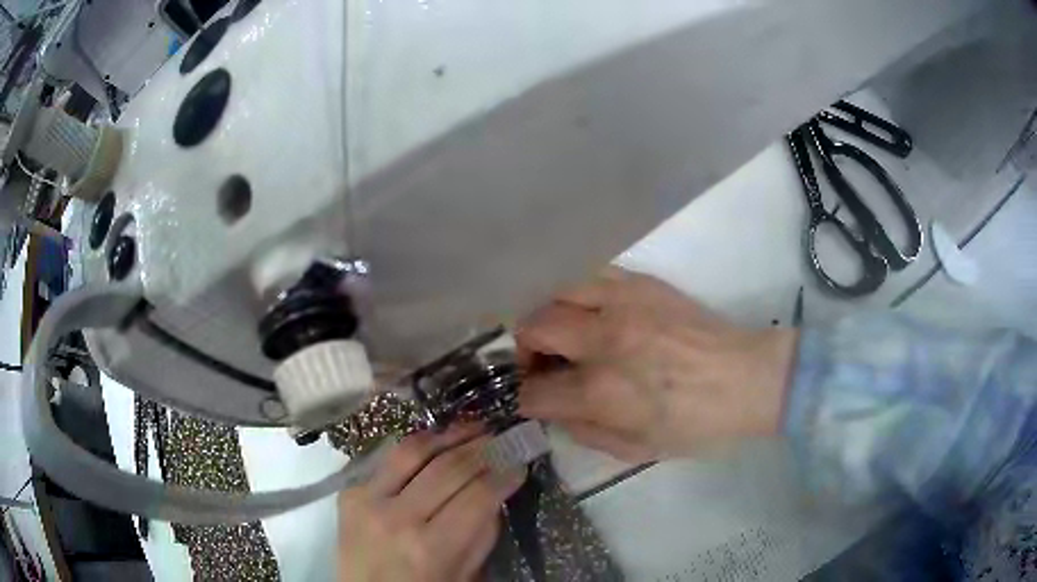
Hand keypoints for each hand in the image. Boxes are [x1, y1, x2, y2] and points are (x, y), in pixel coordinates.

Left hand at [338, 424, 525, 581]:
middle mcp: (397, 517)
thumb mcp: (465, 574)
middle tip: (502, 438)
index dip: (504, 475)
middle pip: (449, 468)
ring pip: (412, 450)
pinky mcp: (349, 491)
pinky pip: (387, 458)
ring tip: (472, 427)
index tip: (520, 463)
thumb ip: (481, 534)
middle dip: (483, 448)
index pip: (478, 496)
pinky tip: (435, 443)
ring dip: (447, 434)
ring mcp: (367, 500)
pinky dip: (416, 448)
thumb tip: (496, 490)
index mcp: (431, 548)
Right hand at [516, 269, 797, 462]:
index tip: (534, 399)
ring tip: (559, 333)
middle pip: (532, 328)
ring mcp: (623, 303)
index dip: (526, 398)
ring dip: (546, 314)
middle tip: (541, 363)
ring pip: (555, 291)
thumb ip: (584, 433)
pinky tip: (587, 309)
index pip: (534, 390)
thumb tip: (555, 410)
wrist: (746, 379)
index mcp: (602, 392)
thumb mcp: (636, 450)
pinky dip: (576, 291)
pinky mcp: (642, 284)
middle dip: (524, 350)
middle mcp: (604, 341)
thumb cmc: (695, 423)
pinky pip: (591, 274)